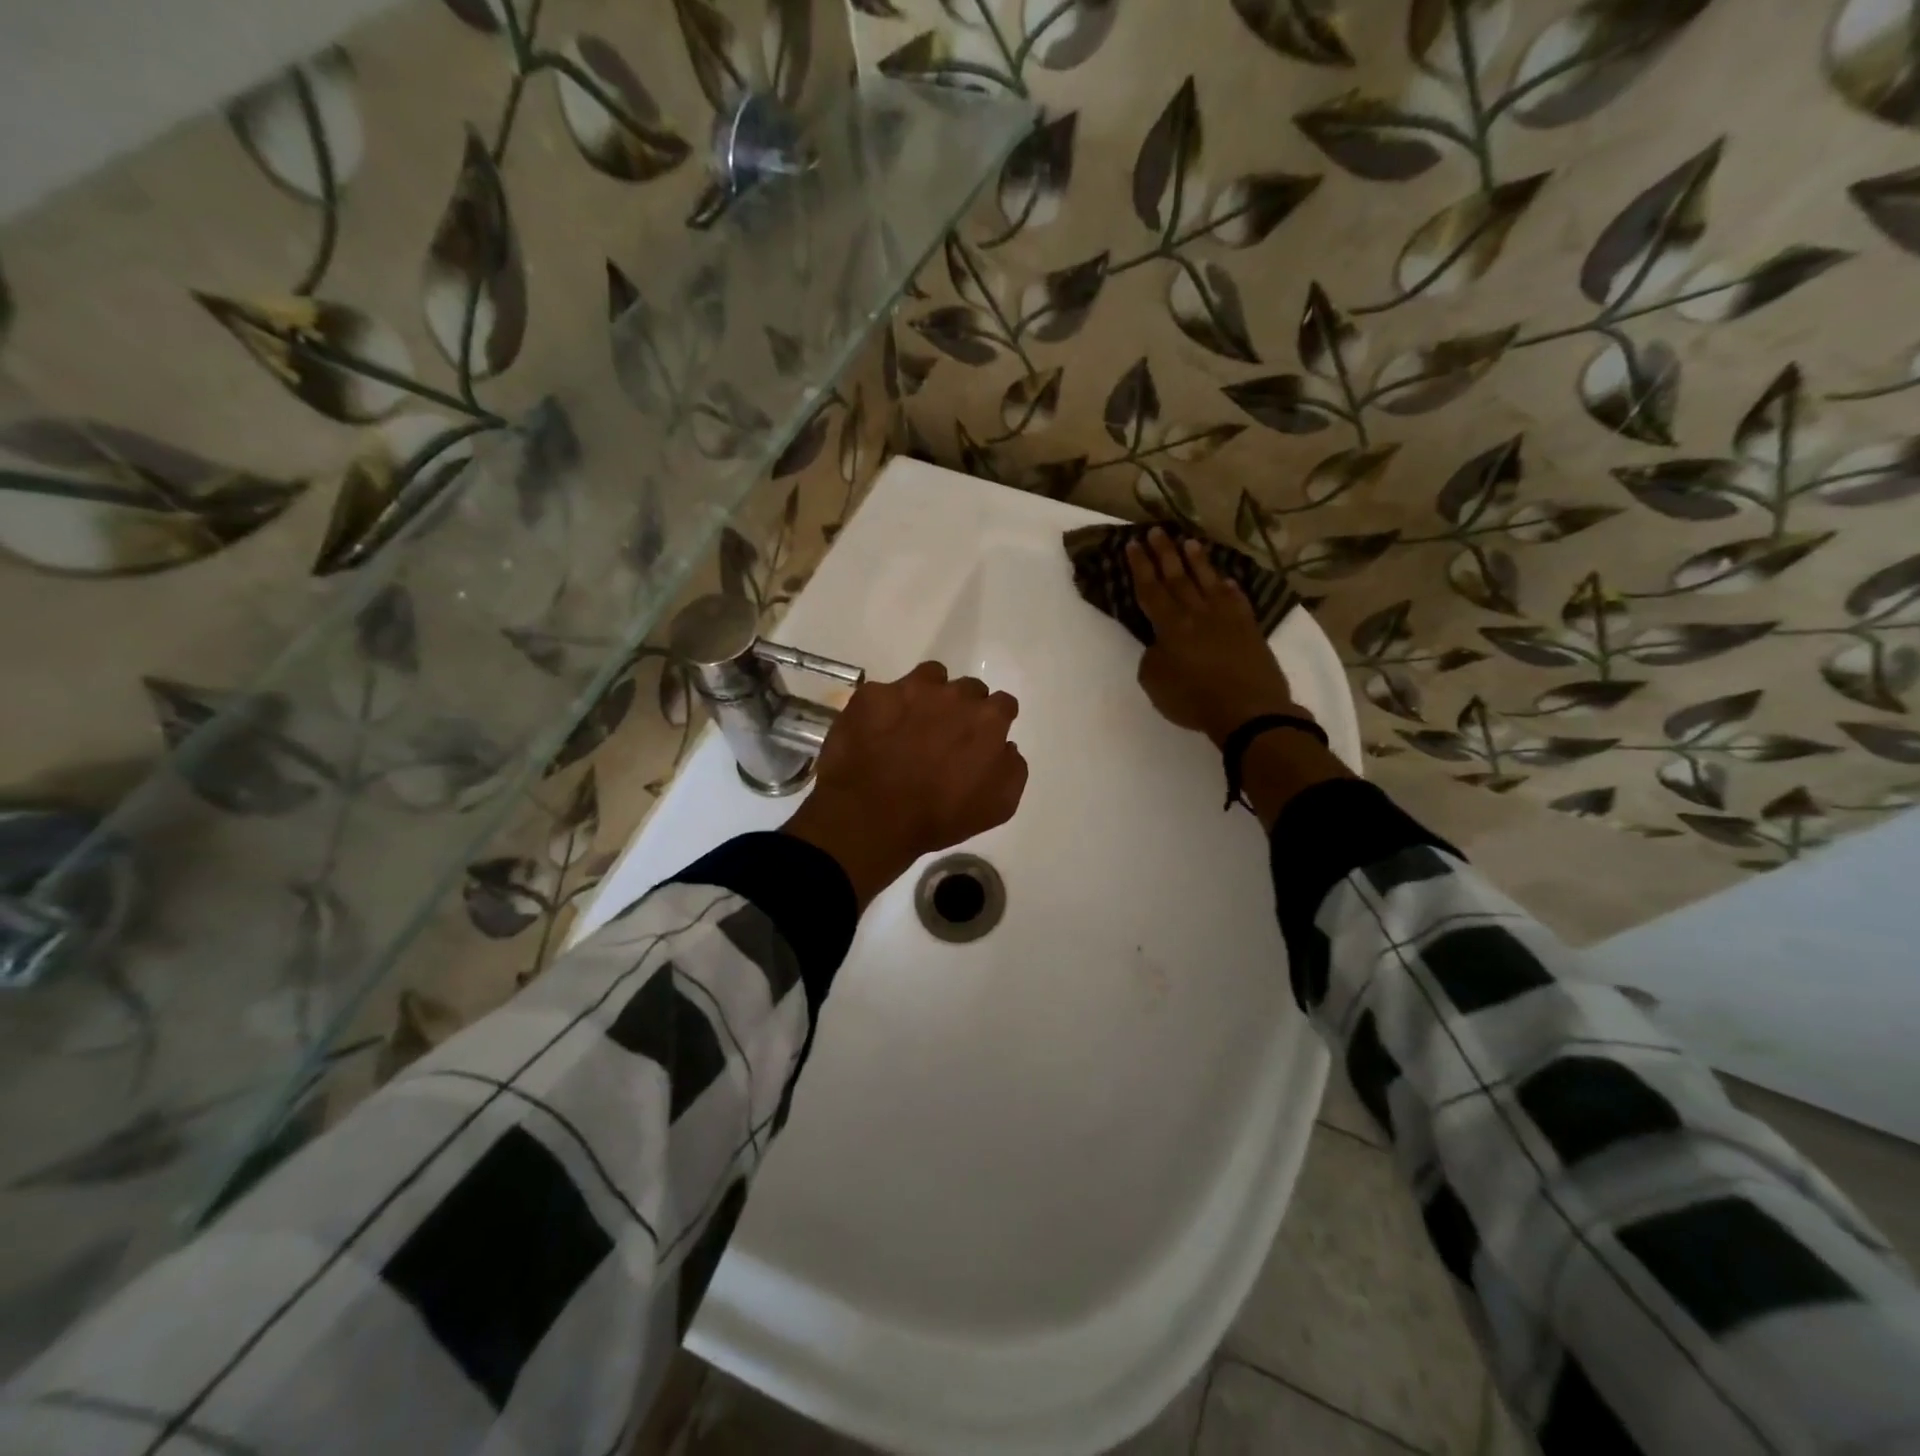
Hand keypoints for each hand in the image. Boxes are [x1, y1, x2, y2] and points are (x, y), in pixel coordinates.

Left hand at [783, 662, 1027, 906]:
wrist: (871, 818)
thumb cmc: (940, 817)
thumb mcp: (999, 805)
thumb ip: (1012, 768)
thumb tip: (1005, 747)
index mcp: (987, 719)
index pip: (1003, 705)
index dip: (996, 721)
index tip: (984, 737)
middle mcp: (953, 695)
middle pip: (968, 689)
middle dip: (963, 708)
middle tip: (947, 735)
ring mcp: (909, 690)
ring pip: (930, 677)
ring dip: (930, 695)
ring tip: (915, 722)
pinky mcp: (872, 695)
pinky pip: (886, 692)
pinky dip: (886, 708)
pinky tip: (878, 731)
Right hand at [1128, 528, 1304, 746]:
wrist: (1249, 709)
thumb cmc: (1194, 699)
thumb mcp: (1155, 683)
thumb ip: (1153, 658)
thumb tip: (1160, 645)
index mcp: (1170, 626)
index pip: (1151, 589)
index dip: (1140, 566)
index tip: (1132, 544)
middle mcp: (1197, 613)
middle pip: (1177, 577)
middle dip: (1164, 553)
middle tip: (1156, 530)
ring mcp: (1227, 618)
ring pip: (1208, 581)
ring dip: (1197, 561)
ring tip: (1189, 541)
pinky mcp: (1249, 628)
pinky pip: (1237, 600)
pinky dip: (1230, 588)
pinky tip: (1226, 580)